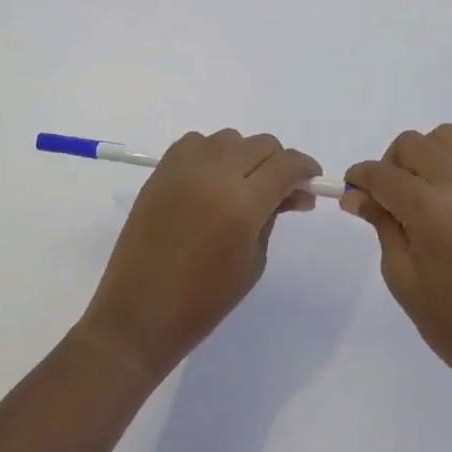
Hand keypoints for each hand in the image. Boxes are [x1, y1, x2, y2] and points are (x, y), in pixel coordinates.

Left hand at [79, 130, 321, 379]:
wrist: (140, 313)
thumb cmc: (204, 301)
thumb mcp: (253, 261)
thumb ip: (273, 217)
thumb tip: (294, 192)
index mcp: (243, 203)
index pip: (286, 164)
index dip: (305, 168)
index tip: (311, 181)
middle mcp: (214, 174)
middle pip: (261, 144)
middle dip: (278, 162)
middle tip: (280, 191)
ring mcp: (184, 168)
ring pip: (229, 138)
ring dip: (244, 155)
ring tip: (242, 186)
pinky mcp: (161, 170)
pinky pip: (196, 143)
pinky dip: (211, 153)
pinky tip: (211, 180)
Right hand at [344, 125, 451, 402]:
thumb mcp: (402, 277)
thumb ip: (381, 225)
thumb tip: (355, 195)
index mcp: (432, 212)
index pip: (383, 174)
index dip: (359, 177)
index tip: (349, 191)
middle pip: (412, 144)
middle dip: (388, 163)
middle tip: (383, 198)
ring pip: (444, 138)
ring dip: (420, 155)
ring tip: (414, 193)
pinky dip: (445, 165)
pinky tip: (440, 202)